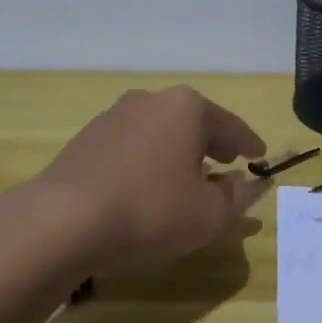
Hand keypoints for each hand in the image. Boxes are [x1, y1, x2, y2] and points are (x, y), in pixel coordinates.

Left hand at [33, 87, 269, 270]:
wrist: (61, 221)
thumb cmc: (150, 210)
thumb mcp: (207, 215)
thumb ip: (235, 198)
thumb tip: (247, 185)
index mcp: (186, 108)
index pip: (230, 125)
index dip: (248, 143)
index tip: (260, 155)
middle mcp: (150, 101)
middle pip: (192, 121)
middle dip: (212, 142)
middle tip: (227, 161)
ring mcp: (113, 117)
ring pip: (159, 132)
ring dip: (177, 151)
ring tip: (186, 176)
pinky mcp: (86, 139)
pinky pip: (132, 146)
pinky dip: (148, 160)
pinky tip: (146, 185)